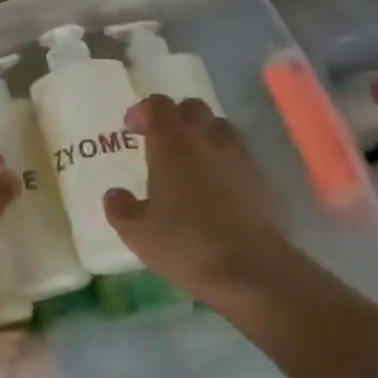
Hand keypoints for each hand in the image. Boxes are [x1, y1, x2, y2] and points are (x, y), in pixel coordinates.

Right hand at [104, 96, 306, 304]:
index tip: (130, 129)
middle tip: (160, 140)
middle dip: (174, 116)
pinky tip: (218, 185)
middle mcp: (206, 141)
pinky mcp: (262, 181)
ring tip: (191, 159)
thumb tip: (114, 194)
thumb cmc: (187, 245)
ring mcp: (239, 158)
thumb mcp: (138, 233)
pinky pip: (240, 154)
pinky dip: (225, 159)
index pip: (158, 105)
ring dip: (203, 133)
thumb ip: (121, 208)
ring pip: (220, 126)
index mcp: (172, 145)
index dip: (142, 110)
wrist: (253, 272)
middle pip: (192, 107)